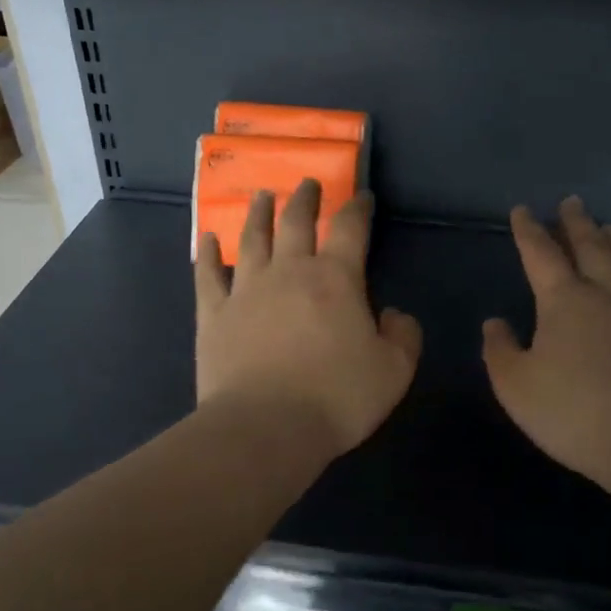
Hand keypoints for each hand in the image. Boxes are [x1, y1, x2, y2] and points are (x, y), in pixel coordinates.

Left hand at [196, 180, 422, 458]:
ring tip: (262, 196)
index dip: (358, 208)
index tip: (361, 196)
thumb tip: (393, 314)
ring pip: (252, 239)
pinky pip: (209, 275)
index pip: (350, 229)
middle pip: (296, 222)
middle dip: (304, 199)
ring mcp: (247, 290)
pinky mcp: (214, 314)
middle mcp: (289, 272)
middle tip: (307, 184)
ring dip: (258, 214)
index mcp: (335, 279)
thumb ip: (403, 335)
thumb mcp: (394, 370)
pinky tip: (207, 239)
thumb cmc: (337, 397)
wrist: (266, 426)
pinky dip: (208, 254)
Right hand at [482, 197, 610, 486]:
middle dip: (578, 224)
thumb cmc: (574, 413)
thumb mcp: (516, 386)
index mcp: (564, 301)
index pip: (541, 254)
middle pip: (591, 248)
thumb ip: (500, 350)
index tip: (523, 210)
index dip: (529, 231)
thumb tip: (495, 322)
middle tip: (573, 202)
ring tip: (610, 228)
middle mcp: (608, 295)